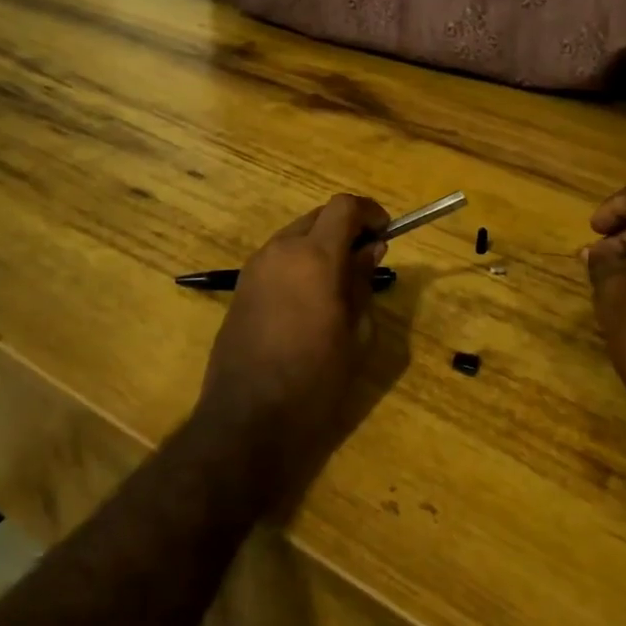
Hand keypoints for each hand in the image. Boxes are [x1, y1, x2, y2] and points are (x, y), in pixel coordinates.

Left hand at [196, 194, 389, 489]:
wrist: (246, 419)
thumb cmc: (314, 379)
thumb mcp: (354, 333)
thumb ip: (362, 282)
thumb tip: (369, 250)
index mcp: (314, 256)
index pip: (344, 206)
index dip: (369, 212)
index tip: (385, 233)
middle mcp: (281, 250)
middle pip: (319, 216)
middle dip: (345, 228)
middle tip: (366, 259)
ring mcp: (255, 267)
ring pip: (296, 235)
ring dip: (320, 244)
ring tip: (338, 283)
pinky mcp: (240, 288)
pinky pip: (277, 258)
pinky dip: (299, 263)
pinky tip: (309, 300)